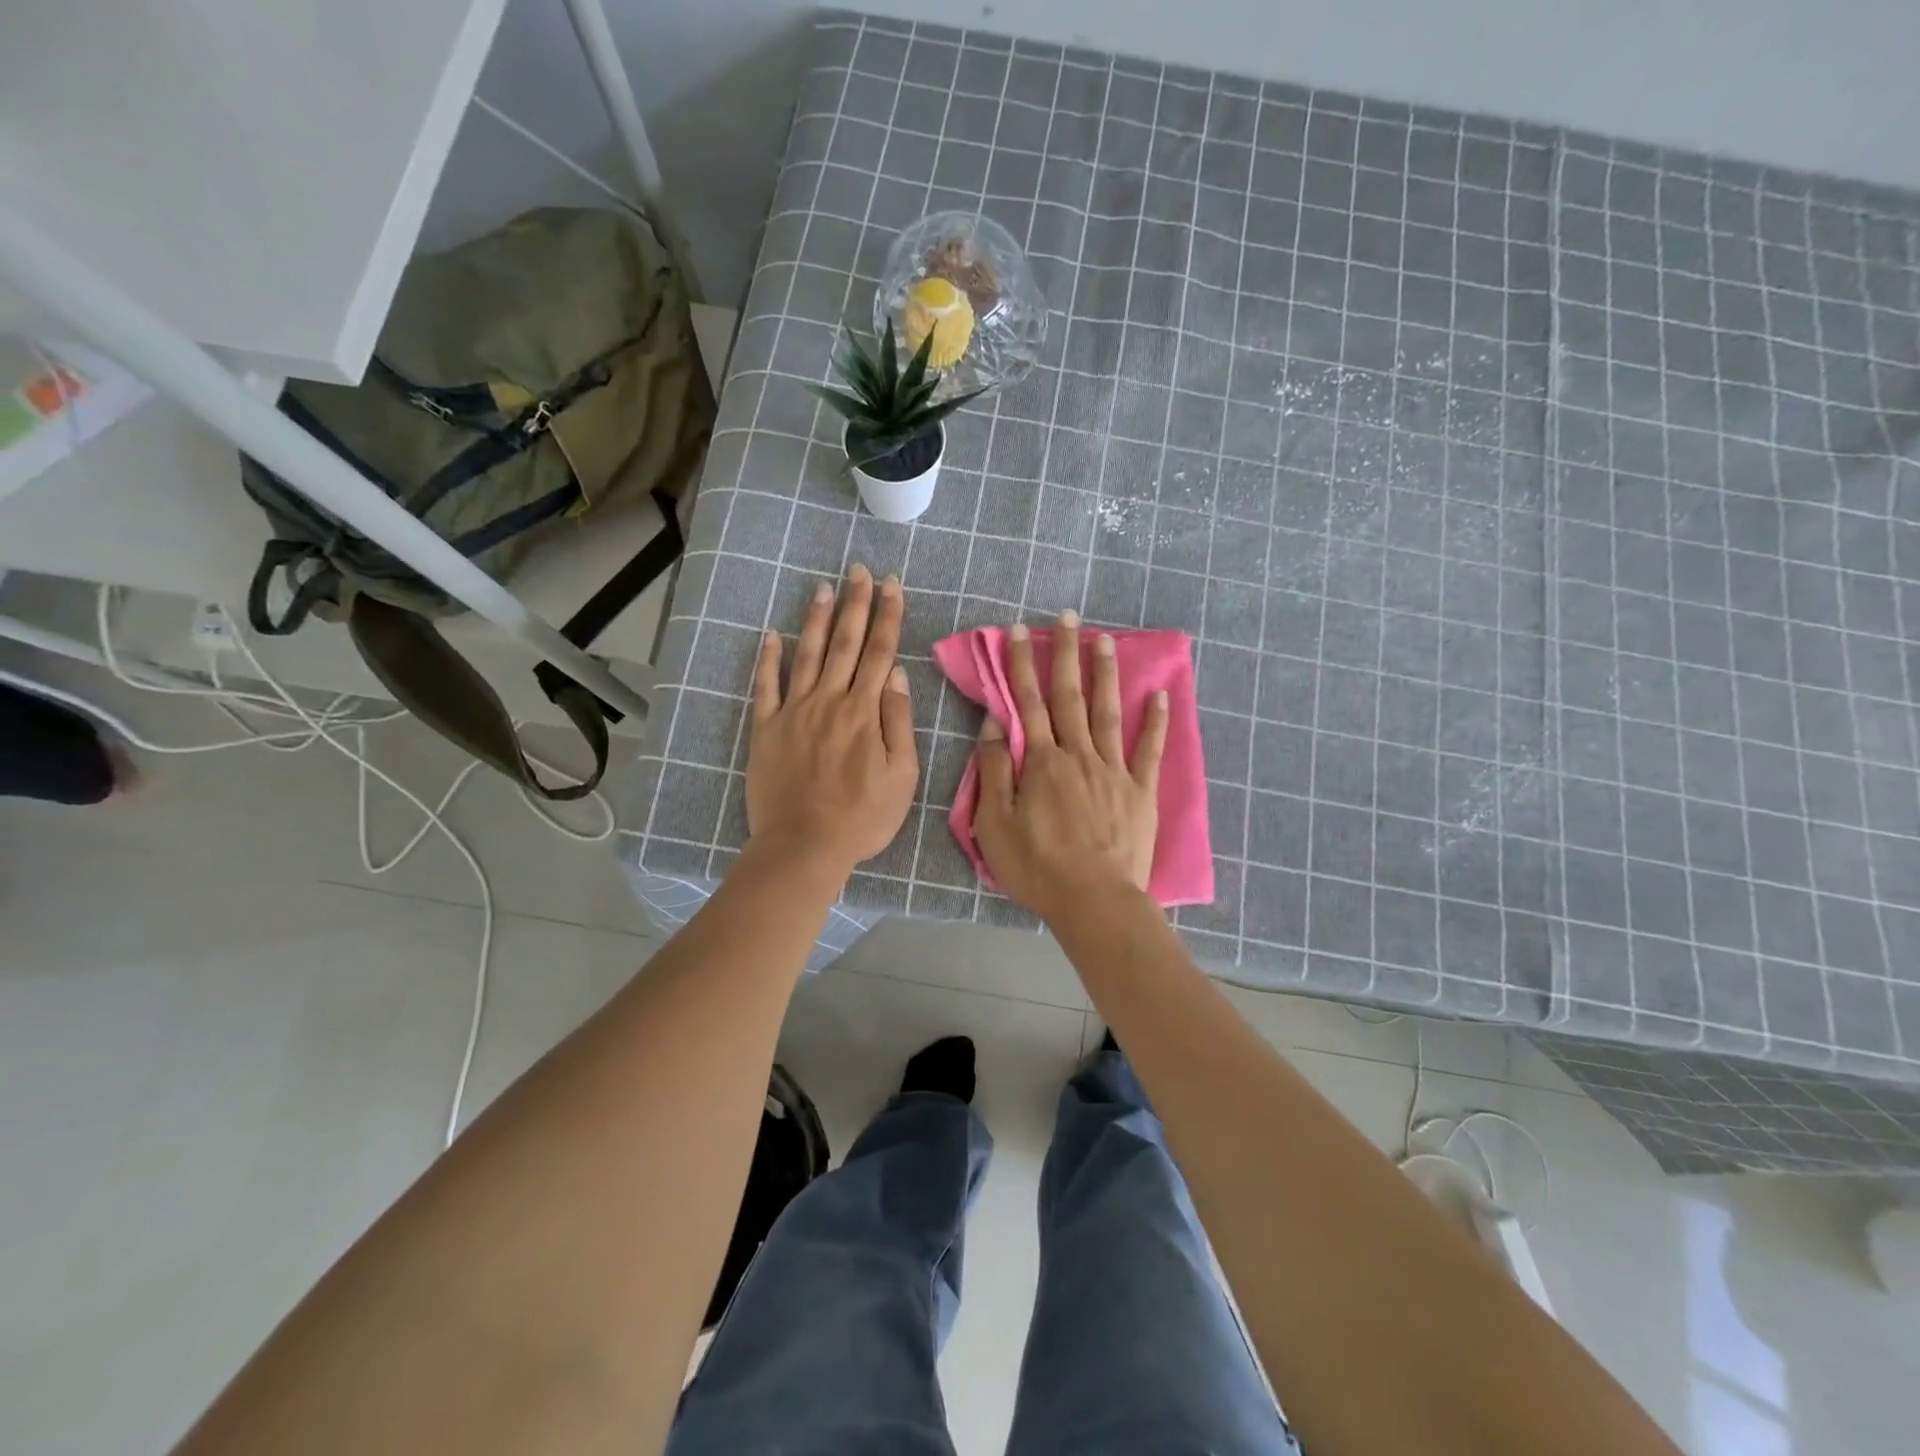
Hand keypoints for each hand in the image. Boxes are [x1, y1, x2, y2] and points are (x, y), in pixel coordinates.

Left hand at [747, 565, 917, 880]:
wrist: (804, 845)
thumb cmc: (862, 817)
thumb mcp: (902, 776)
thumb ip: (899, 722)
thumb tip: (897, 674)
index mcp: (865, 711)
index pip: (880, 652)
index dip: (888, 616)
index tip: (892, 585)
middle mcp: (829, 700)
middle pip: (845, 643)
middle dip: (856, 604)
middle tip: (859, 570)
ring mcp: (794, 712)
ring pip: (808, 655)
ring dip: (817, 619)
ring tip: (824, 587)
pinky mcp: (766, 729)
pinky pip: (766, 686)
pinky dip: (769, 659)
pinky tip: (773, 635)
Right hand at [974, 611, 1167, 920]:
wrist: (1094, 901)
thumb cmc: (1037, 867)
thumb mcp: (995, 823)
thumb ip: (994, 770)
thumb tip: (994, 724)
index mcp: (1041, 762)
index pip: (1028, 702)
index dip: (1021, 664)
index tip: (1018, 630)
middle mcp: (1078, 754)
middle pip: (1069, 696)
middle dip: (1065, 653)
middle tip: (1068, 617)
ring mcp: (1114, 770)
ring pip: (1108, 711)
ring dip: (1105, 674)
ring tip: (1106, 639)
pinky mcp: (1140, 791)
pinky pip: (1149, 749)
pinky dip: (1156, 721)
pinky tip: (1160, 694)